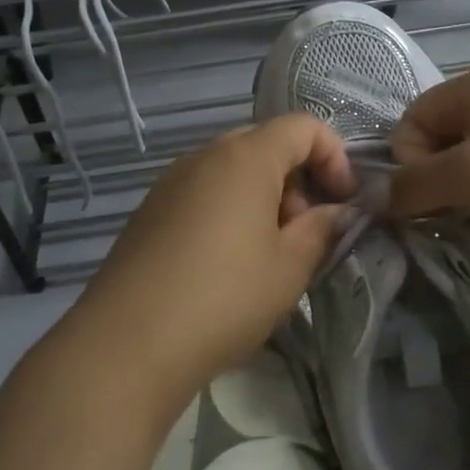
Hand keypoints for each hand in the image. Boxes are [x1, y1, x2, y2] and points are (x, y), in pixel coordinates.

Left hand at [69, 115, 356, 411]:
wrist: (126, 343)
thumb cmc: (224, 297)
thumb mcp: (289, 267)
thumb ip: (322, 229)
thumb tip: (338, 212)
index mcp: (245, 157)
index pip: (303, 127)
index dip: (335, 156)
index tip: (342, 202)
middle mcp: (205, 154)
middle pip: (266, 144)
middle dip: (298, 179)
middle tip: (305, 231)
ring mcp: (172, 180)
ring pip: (233, 169)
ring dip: (264, 196)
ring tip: (268, 254)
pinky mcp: (151, 209)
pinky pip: (204, 190)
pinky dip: (229, 209)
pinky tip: (226, 263)